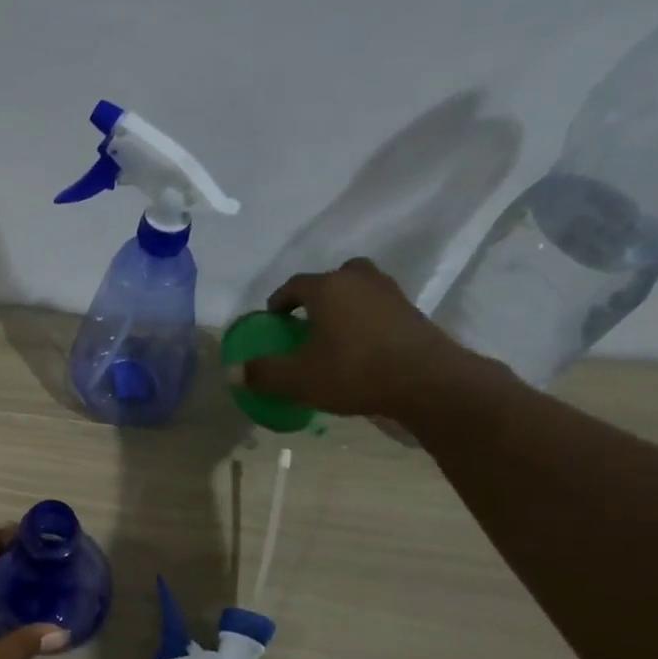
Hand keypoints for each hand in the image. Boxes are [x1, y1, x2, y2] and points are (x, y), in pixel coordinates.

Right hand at [236, 259, 474, 419]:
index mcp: (327, 288)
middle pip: (332, 278)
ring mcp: (390, 292)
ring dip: (345, 304)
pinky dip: (366, 318)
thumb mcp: (298, 379)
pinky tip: (361, 345)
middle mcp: (358, 280)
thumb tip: (232, 371)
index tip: (273, 320)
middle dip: (317, 295)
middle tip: (307, 320)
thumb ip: (263, 373)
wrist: (425, 381)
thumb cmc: (353, 372)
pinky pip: (379, 307)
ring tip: (334, 332)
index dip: (279, 302)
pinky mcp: (412, 312)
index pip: (294, 285)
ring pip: (360, 289)